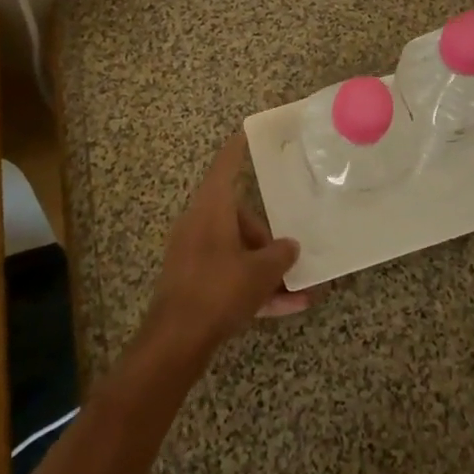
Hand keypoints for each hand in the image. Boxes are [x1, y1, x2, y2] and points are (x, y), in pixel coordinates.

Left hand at [142, 132, 308, 367]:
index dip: (237, 148)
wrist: (175, 341)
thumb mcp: (260, 272)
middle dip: (266, 236)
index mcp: (211, 209)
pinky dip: (253, 287)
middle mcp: (199, 224)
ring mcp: (193, 254)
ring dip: (266, 268)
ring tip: (298, 291)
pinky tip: (286, 308)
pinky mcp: (193, 282)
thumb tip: (289, 247)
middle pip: (237, 216)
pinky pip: (229, 275)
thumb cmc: (218, 290)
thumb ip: (280, 255)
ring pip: (236, 250)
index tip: (245, 131)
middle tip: (289, 255)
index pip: (225, 166)